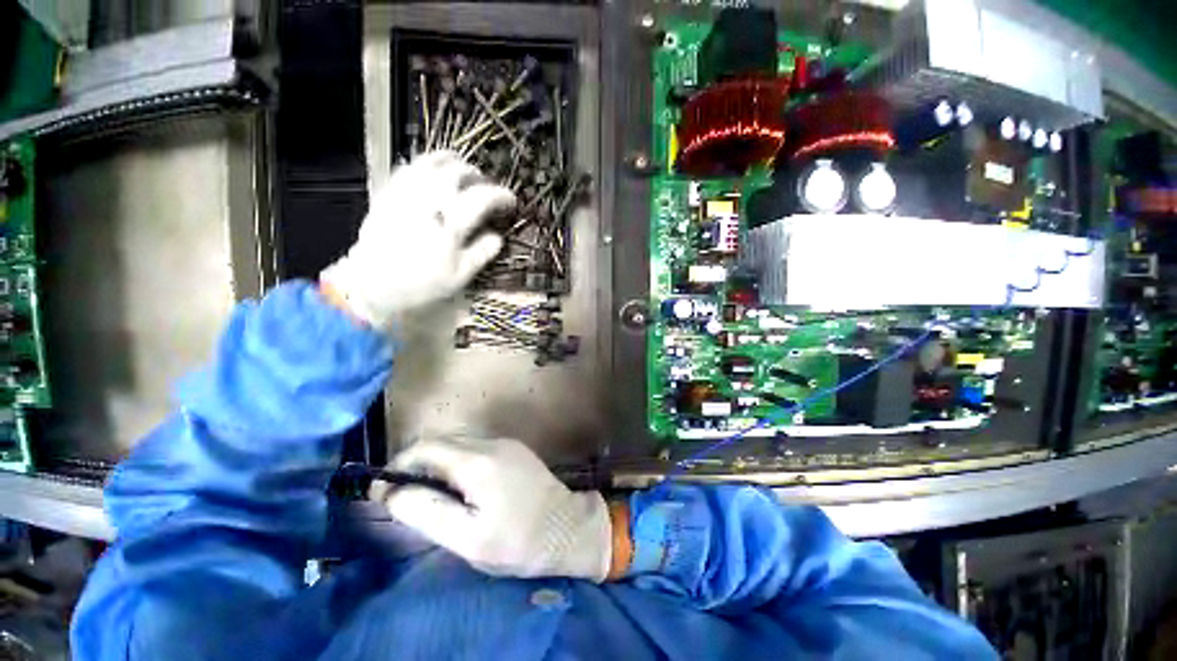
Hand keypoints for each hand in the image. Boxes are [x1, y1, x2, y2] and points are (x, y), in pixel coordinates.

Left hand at [320, 151, 514, 328]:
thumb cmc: (422, 282)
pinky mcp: (391, 190)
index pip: (485, 197)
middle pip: (461, 171)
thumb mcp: (461, 275)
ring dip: (456, 164)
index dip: (503, 196)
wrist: (373, 282)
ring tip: (464, 174)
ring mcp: (408, 191)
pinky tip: (435, 176)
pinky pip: (413, 166)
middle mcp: (431, 198)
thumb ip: (482, 252)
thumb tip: (498, 236)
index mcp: (452, 222)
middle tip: (487, 189)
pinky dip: (430, 165)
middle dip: (480, 177)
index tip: (511, 202)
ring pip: (435, 161)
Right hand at [376, 437, 614, 581]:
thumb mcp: (466, 538)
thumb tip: (393, 492)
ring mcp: (506, 443)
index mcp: (477, 462)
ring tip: (432, 497)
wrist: (568, 528)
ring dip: (437, 464)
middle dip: (416, 465)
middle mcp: (491, 443)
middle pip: (441, 442)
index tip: (384, 492)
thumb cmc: (517, 541)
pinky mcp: (515, 449)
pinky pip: (476, 448)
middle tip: (406, 498)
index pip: (425, 448)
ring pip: (458, 444)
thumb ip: (427, 511)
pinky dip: (457, 463)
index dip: (398, 466)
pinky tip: (461, 489)